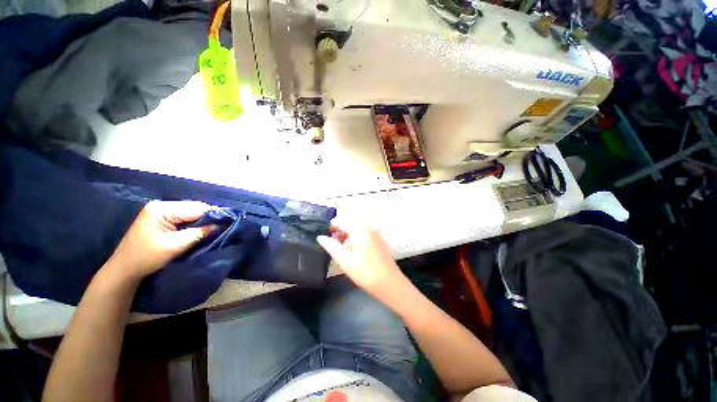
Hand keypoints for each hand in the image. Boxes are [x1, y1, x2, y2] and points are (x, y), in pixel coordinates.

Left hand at [105, 201, 216, 282]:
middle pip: (194, 208)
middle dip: (209, 217)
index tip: (229, 221)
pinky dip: (195, 223)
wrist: (124, 269)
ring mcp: (161, 211)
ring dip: (203, 220)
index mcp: (161, 209)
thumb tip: (221, 225)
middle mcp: (162, 205)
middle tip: (224, 225)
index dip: (214, 214)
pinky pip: (185, 217)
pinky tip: (203, 228)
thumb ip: (200, 232)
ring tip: (216, 227)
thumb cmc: (147, 257)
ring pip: (191, 212)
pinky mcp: (162, 218)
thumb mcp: (175, 245)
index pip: (195, 208)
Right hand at [317, 219, 405, 297]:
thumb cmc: (365, 272)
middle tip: (331, 239)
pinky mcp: (379, 239)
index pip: (342, 221)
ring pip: (358, 227)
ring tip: (340, 244)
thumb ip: (331, 246)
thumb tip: (320, 237)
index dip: (331, 226)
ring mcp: (376, 233)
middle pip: (350, 222)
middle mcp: (369, 227)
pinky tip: (352, 247)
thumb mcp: (345, 260)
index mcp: (360, 229)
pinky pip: (365, 232)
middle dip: (340, 228)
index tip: (323, 233)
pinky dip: (356, 235)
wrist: (390, 283)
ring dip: (348, 232)